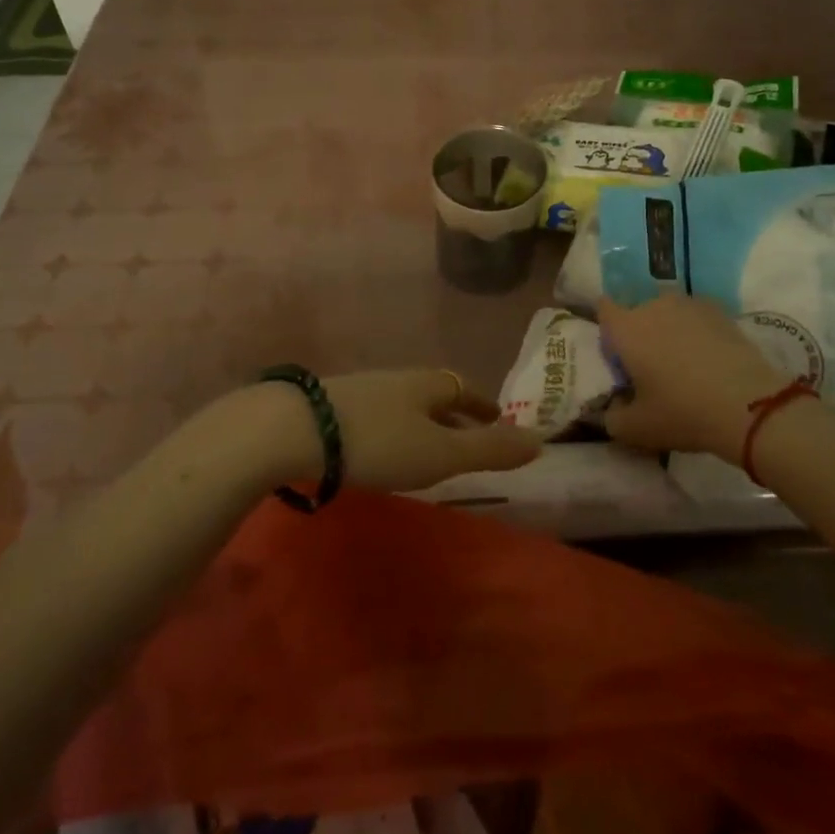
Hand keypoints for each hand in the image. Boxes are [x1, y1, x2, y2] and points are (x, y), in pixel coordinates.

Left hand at [249, 370, 543, 493]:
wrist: (294, 428)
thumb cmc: (379, 441)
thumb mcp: (440, 454)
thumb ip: (489, 450)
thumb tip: (540, 441)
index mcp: (427, 385)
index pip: (464, 389)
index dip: (483, 406)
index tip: (497, 418)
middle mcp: (397, 379)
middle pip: (433, 393)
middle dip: (453, 413)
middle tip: (466, 435)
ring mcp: (361, 389)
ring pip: (403, 403)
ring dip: (421, 421)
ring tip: (426, 446)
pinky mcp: (331, 406)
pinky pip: (376, 413)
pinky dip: (392, 428)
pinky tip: (380, 448)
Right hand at [598, 296, 782, 459]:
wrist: (748, 405)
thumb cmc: (682, 412)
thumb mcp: (636, 429)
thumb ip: (612, 418)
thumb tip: (612, 410)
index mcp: (626, 329)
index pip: (603, 309)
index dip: (608, 331)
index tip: (618, 357)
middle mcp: (653, 306)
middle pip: (637, 313)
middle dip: (639, 335)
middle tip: (652, 371)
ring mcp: (688, 305)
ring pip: (668, 314)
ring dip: (668, 332)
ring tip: (684, 366)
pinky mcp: (719, 311)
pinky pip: (695, 318)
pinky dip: (696, 333)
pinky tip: (709, 360)